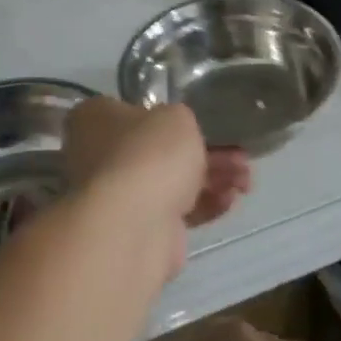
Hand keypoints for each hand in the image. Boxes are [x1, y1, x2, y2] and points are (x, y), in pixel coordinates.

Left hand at [62, 98, 249, 237]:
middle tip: (240, 157)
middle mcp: (97, 155)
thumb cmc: (149, 154)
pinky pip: (175, 211)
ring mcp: (116, 195)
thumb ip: (178, 119)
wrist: (134, 225)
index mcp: (95, 118)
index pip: (133, 111)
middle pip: (158, 149)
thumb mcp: (176, 117)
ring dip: (212, 179)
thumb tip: (173, 131)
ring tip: (246, 181)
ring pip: (171, 181)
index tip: (205, 124)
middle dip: (206, 152)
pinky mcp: (137, 229)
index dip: (170, 118)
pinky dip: (203, 205)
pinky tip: (230, 200)